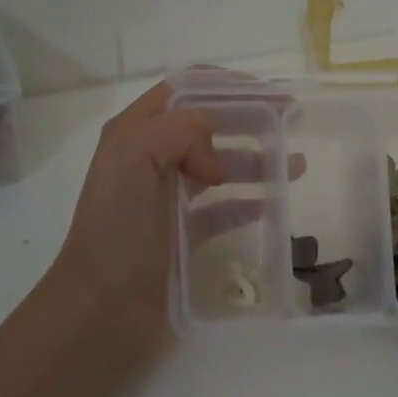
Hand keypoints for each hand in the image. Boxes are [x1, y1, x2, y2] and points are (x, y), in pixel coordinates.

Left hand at [46, 78, 282, 349]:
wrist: (102, 310)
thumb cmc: (117, 231)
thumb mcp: (135, 160)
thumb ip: (179, 131)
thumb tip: (215, 158)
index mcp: (135, 133)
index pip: (186, 90)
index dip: (228, 86)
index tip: (271, 95)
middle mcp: (151, 159)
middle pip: (207, 126)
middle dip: (249, 119)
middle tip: (292, 124)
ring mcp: (167, 199)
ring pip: (219, 166)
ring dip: (256, 161)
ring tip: (296, 165)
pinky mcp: (183, 235)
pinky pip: (222, 210)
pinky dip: (247, 202)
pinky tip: (272, 202)